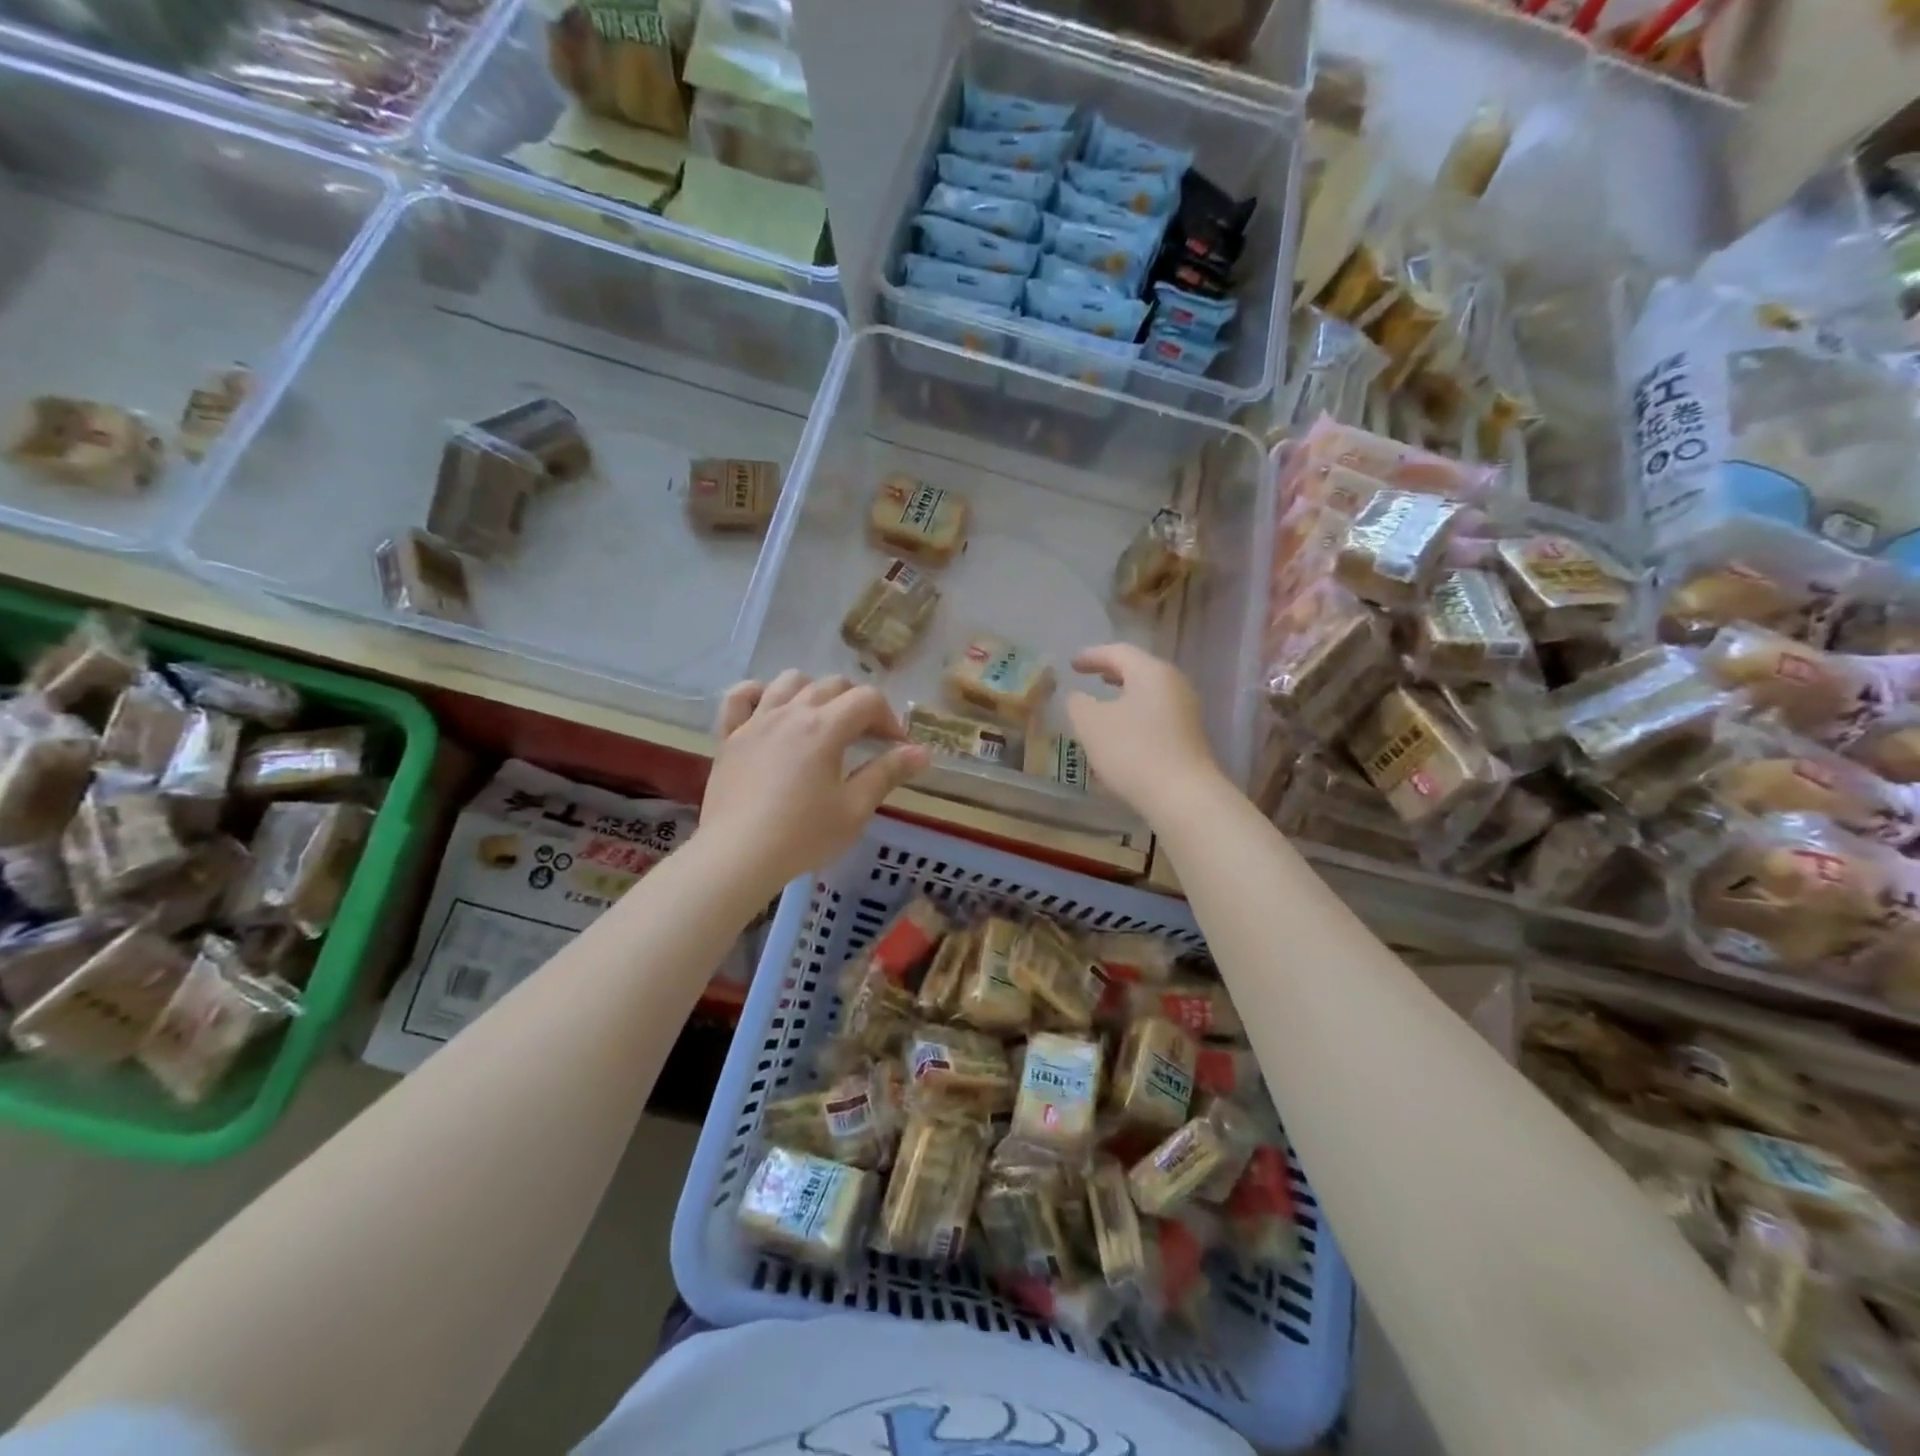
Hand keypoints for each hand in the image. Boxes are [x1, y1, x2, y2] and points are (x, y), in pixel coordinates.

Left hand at [697, 672, 930, 894]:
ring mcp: (756, 721)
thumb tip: (922, 752)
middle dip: (857, 703)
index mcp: (825, 728)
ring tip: (821, 720)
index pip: (867, 700)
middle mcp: (791, 713)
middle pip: (832, 684)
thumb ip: (887, 773)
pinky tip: (769, 709)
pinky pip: (740, 697)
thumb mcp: (854, 809)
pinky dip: (758, 694)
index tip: (895, 747)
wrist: (737, 856)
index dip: (889, 718)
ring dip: (813, 691)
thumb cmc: (802, 836)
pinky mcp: (729, 737)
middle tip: (865, 737)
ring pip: (789, 681)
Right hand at [1067, 645, 1222, 822]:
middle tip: (1090, 676)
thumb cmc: (1132, 750)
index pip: (1119, 652)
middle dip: (1112, 672)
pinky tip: (1122, 733)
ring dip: (1124, 696)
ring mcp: (1186, 712)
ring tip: (1104, 703)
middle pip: (1139, 670)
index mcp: (1152, 672)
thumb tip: (1078, 697)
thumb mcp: (1091, 724)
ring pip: (1149, 694)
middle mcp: (1174, 685)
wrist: (1182, 795)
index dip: (1092, 655)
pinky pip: (1156, 715)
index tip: (1072, 664)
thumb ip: (1078, 703)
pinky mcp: (1189, 738)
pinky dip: (1135, 715)